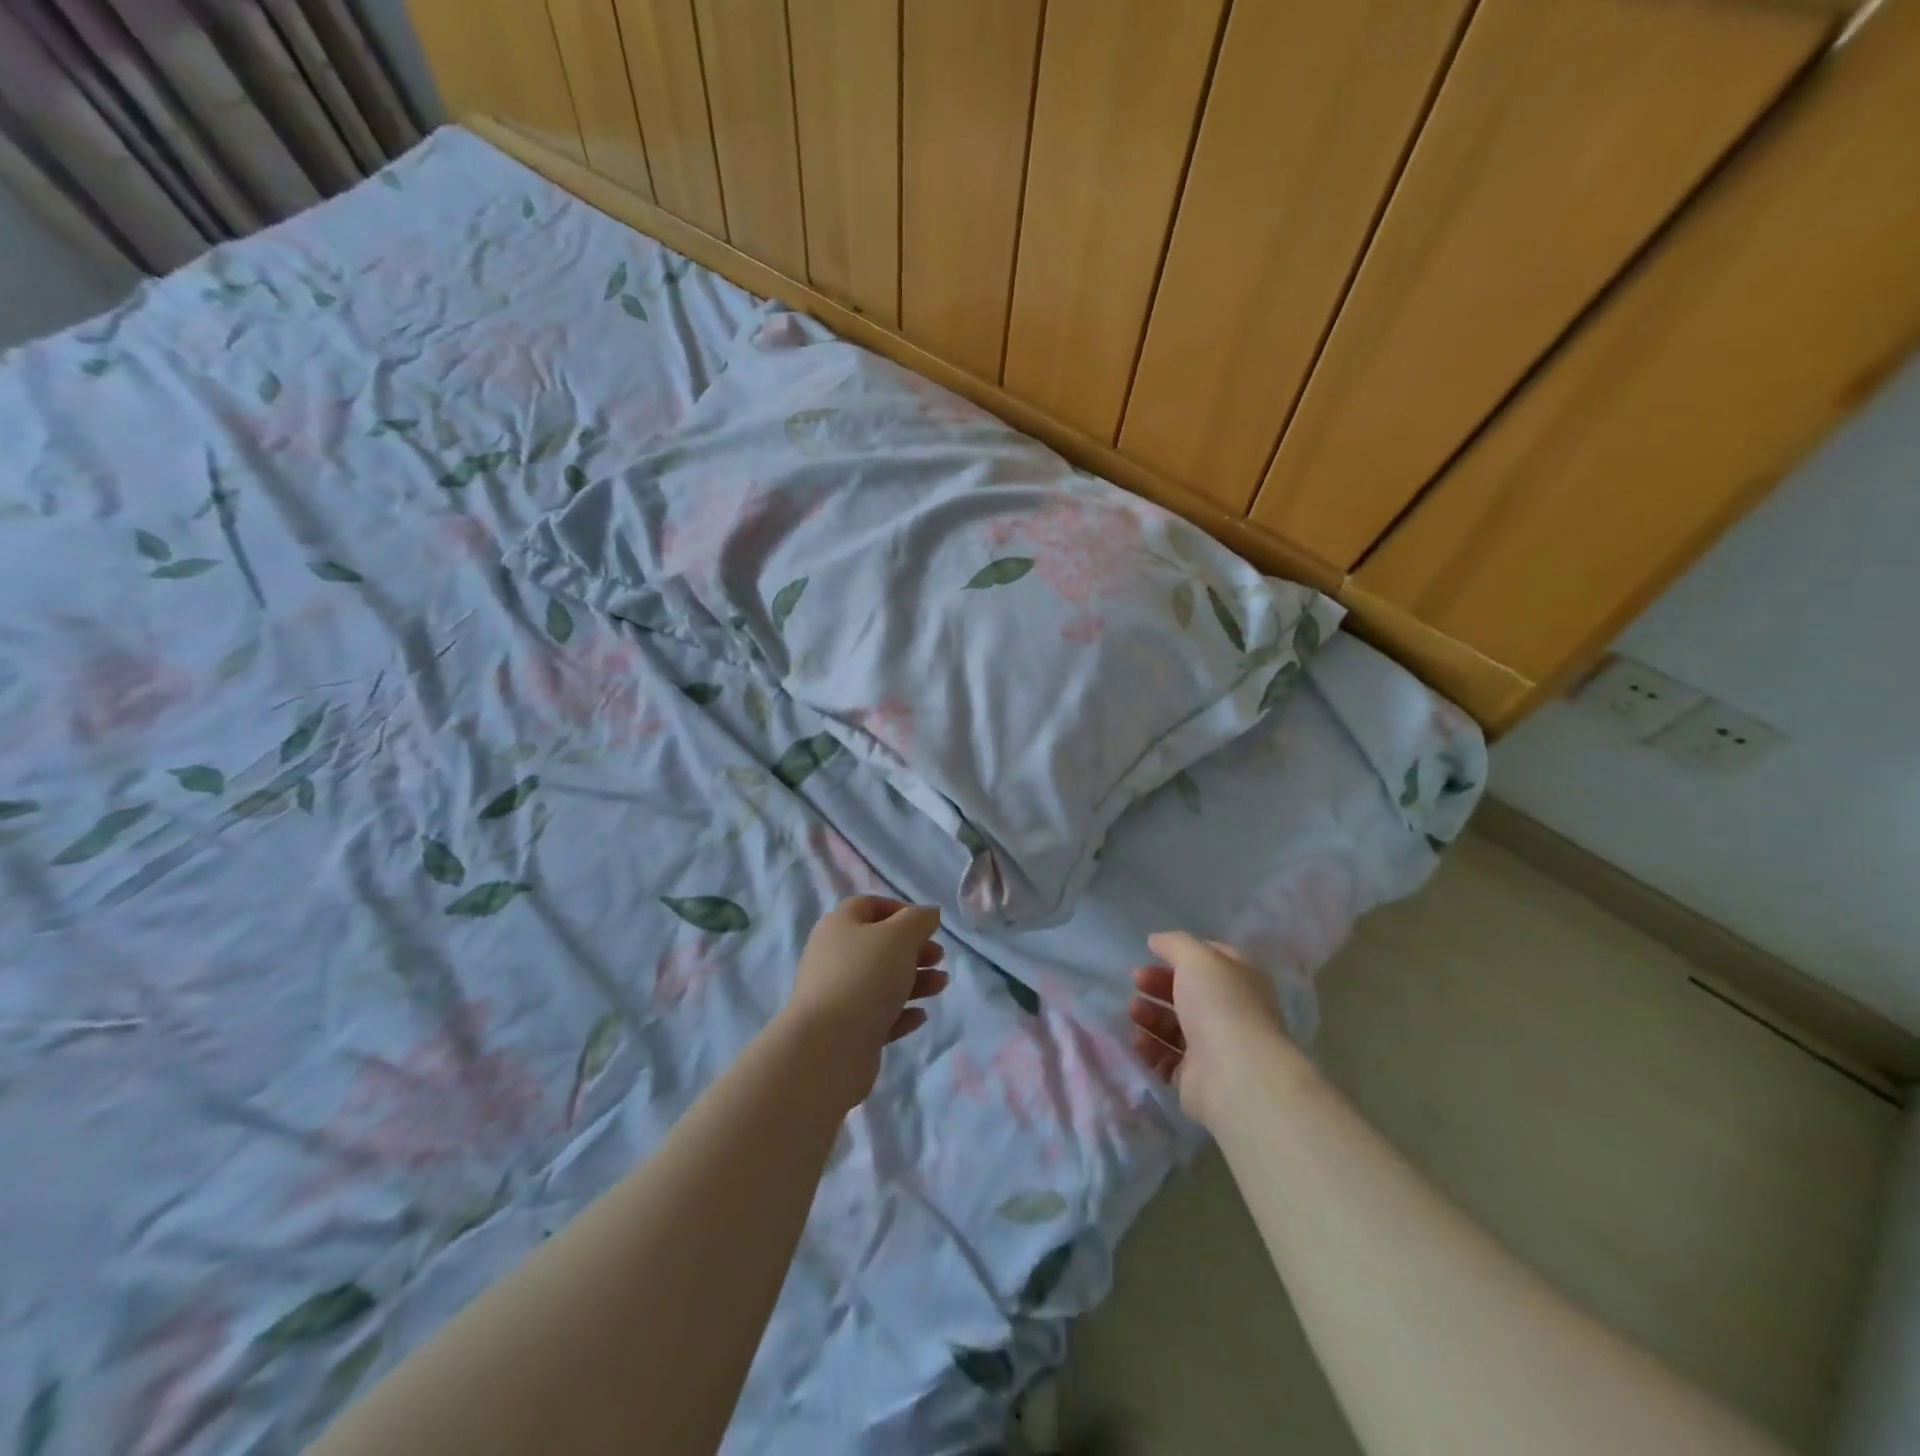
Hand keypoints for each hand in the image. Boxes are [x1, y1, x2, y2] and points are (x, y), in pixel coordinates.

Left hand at [786, 897, 947, 1107]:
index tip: (925, 924)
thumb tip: (928, 913)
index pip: (867, 906)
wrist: (829, 1046)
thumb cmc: (865, 976)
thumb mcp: (900, 937)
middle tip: (939, 957)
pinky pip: (878, 1015)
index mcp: (839, 926)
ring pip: (881, 981)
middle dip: (913, 949)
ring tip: (941, 985)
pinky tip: (921, 1016)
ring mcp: (838, 995)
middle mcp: (833, 957)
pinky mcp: (846, 1031)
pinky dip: (901, 1012)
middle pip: (878, 945)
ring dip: (914, 980)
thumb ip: (918, 920)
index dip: (898, 910)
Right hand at [1129, 932, 1287, 1127]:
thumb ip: (1174, 944)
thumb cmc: (1219, 1005)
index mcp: (1240, 980)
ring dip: (1151, 1016)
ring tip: (1134, 1012)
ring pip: (1175, 1027)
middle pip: (1188, 994)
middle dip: (1159, 985)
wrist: (1234, 1075)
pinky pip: (1167, 1059)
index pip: (1212, 960)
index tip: (1154, 953)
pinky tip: (1138, 1040)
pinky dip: (1150, 1048)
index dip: (1183, 954)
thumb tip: (1156, 940)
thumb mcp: (1196, 958)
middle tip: (1137, 982)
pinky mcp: (1197, 1078)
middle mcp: (1230, 1012)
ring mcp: (1214, 1047)